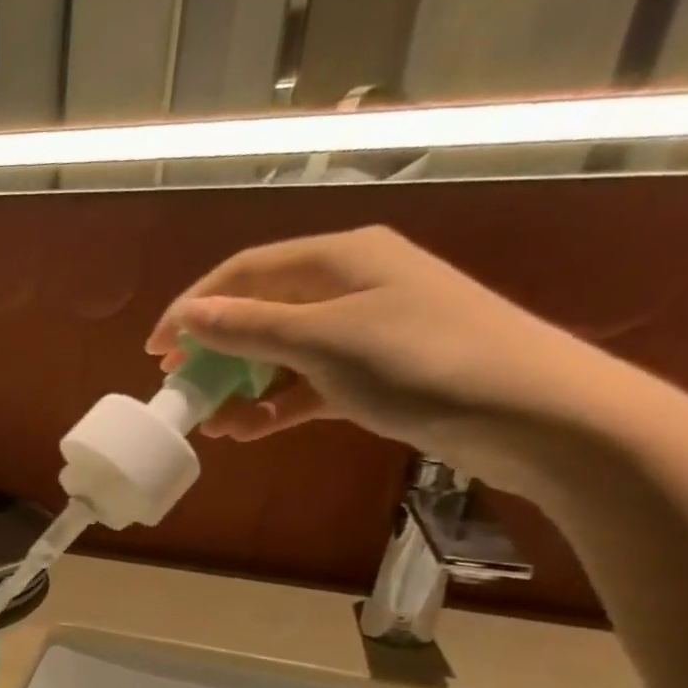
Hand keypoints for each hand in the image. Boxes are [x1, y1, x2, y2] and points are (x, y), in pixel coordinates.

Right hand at [146, 226, 627, 489]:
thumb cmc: (423, 361)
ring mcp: (365, 331)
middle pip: (261, 310)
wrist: (532, 413)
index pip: (246, 271)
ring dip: (241, 385)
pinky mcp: (376, 375)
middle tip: (180, 386)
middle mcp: (351, 285)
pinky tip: (249, 430)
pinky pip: (308, 385)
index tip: (155, 350)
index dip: (194, 306)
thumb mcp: (325, 341)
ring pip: (282, 353)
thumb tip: (188, 316)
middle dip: (215, 350)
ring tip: (210, 423)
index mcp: (341, 257)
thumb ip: (250, 327)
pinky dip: (275, 405)